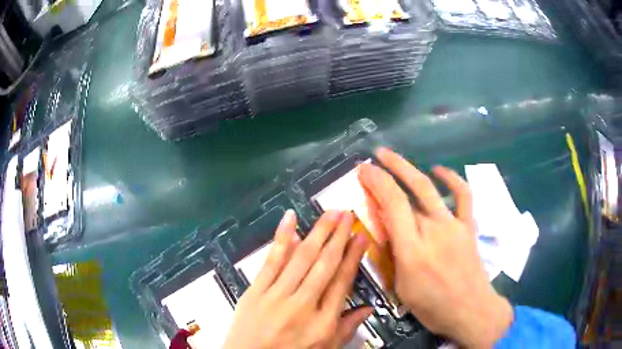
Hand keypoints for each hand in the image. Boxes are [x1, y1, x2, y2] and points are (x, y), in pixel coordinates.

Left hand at [222, 210, 371, 348]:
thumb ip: (347, 328)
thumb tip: (368, 309)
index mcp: (323, 321)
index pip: (342, 281)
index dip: (353, 257)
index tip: (361, 237)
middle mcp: (302, 304)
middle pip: (324, 264)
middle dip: (338, 236)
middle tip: (347, 213)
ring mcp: (276, 295)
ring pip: (301, 258)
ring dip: (317, 232)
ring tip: (330, 212)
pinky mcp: (255, 291)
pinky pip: (271, 261)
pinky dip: (282, 238)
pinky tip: (290, 219)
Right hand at [358, 148, 513, 348]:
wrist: (471, 310)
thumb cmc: (433, 306)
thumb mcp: (402, 287)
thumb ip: (394, 255)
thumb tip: (387, 230)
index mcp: (412, 250)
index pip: (392, 205)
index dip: (376, 182)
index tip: (363, 170)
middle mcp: (433, 230)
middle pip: (410, 190)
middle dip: (388, 170)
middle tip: (373, 158)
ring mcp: (453, 225)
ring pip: (430, 188)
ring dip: (410, 168)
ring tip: (394, 157)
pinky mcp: (468, 226)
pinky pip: (463, 195)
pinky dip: (452, 178)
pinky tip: (439, 170)